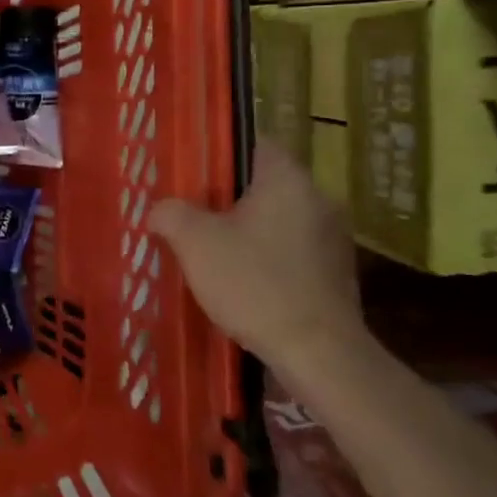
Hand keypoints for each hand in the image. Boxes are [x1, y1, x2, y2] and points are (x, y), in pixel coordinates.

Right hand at [149, 139, 367, 379]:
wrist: (318, 354)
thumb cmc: (254, 283)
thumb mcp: (194, 242)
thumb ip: (171, 213)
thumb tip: (160, 210)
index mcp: (288, 179)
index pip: (253, 142)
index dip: (217, 151)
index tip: (189, 170)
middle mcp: (318, 199)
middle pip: (262, 183)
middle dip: (225, 196)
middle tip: (189, 211)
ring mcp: (332, 237)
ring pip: (276, 218)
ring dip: (245, 229)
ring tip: (209, 249)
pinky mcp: (335, 272)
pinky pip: (290, 249)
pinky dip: (265, 256)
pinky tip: (240, 280)